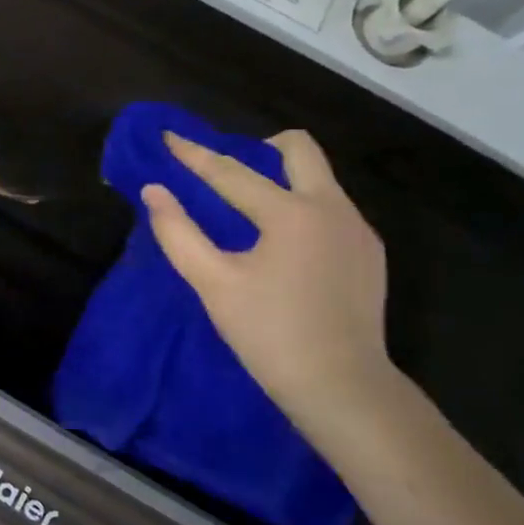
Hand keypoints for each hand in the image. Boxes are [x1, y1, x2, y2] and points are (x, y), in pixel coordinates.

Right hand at [141, 129, 396, 437]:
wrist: (343, 387)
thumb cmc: (269, 334)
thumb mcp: (213, 284)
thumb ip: (178, 233)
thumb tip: (153, 191)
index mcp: (291, 213)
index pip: (231, 172)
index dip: (194, 155)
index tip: (169, 136)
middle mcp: (332, 208)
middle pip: (300, 149)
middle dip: (259, 148)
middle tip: (228, 173)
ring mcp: (358, 230)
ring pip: (319, 178)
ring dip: (282, 180)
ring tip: (251, 213)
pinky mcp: (369, 253)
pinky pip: (332, 209)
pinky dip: (302, 209)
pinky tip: (285, 247)